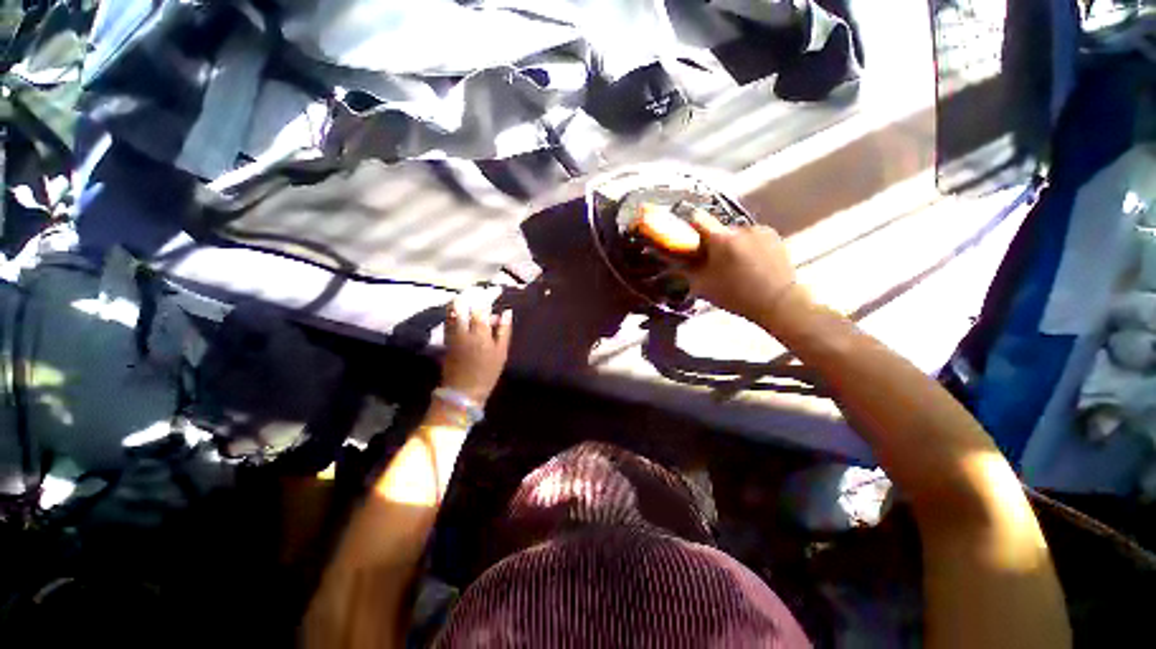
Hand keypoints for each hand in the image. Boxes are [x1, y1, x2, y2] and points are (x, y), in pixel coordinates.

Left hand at [442, 288, 512, 403]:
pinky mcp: (445, 338)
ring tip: (471, 299)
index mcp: (479, 333)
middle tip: (479, 291)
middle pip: (461, 304)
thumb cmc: (487, 372)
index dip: (487, 295)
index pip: (481, 306)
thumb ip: (504, 330)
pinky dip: (455, 311)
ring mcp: (451, 333)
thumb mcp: (501, 353)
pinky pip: (448, 319)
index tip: (494, 289)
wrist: (463, 390)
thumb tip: (507, 312)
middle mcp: (462, 330)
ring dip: (461, 301)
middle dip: (470, 294)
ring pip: (451, 310)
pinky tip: (463, 312)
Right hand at [683, 208, 798, 325]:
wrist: (779, 302)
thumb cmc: (736, 295)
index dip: (689, 226)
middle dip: (714, 243)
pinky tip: (752, 265)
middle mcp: (740, 228)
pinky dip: (748, 247)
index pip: (697, 218)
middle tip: (714, 263)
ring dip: (732, 245)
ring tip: (736, 266)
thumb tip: (672, 264)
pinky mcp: (775, 236)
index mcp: (720, 238)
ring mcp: (760, 230)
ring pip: (736, 234)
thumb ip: (685, 272)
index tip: (688, 238)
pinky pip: (753, 237)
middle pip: (718, 230)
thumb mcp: (703, 286)